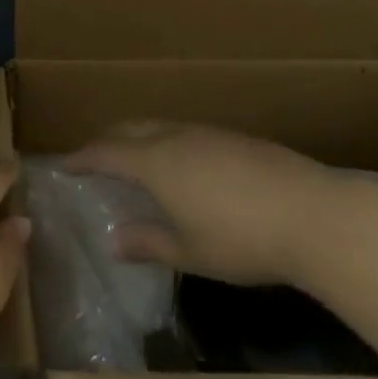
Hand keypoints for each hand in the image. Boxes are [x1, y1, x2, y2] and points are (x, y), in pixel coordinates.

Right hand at [65, 122, 339, 286]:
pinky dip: (168, 142)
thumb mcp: (189, 252)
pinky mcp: (236, 138)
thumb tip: (114, 239)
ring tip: (136, 159)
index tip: (65, 164)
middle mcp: (176, 137)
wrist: (312, 215)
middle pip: (131, 128)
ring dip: (140, 138)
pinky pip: (187, 132)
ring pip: (161, 126)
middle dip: (108, 139)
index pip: (107, 152)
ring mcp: (208, 133)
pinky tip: (184, 165)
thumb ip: (148, 242)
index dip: (83, 158)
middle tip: (94, 156)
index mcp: (156, 162)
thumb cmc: (241, 239)